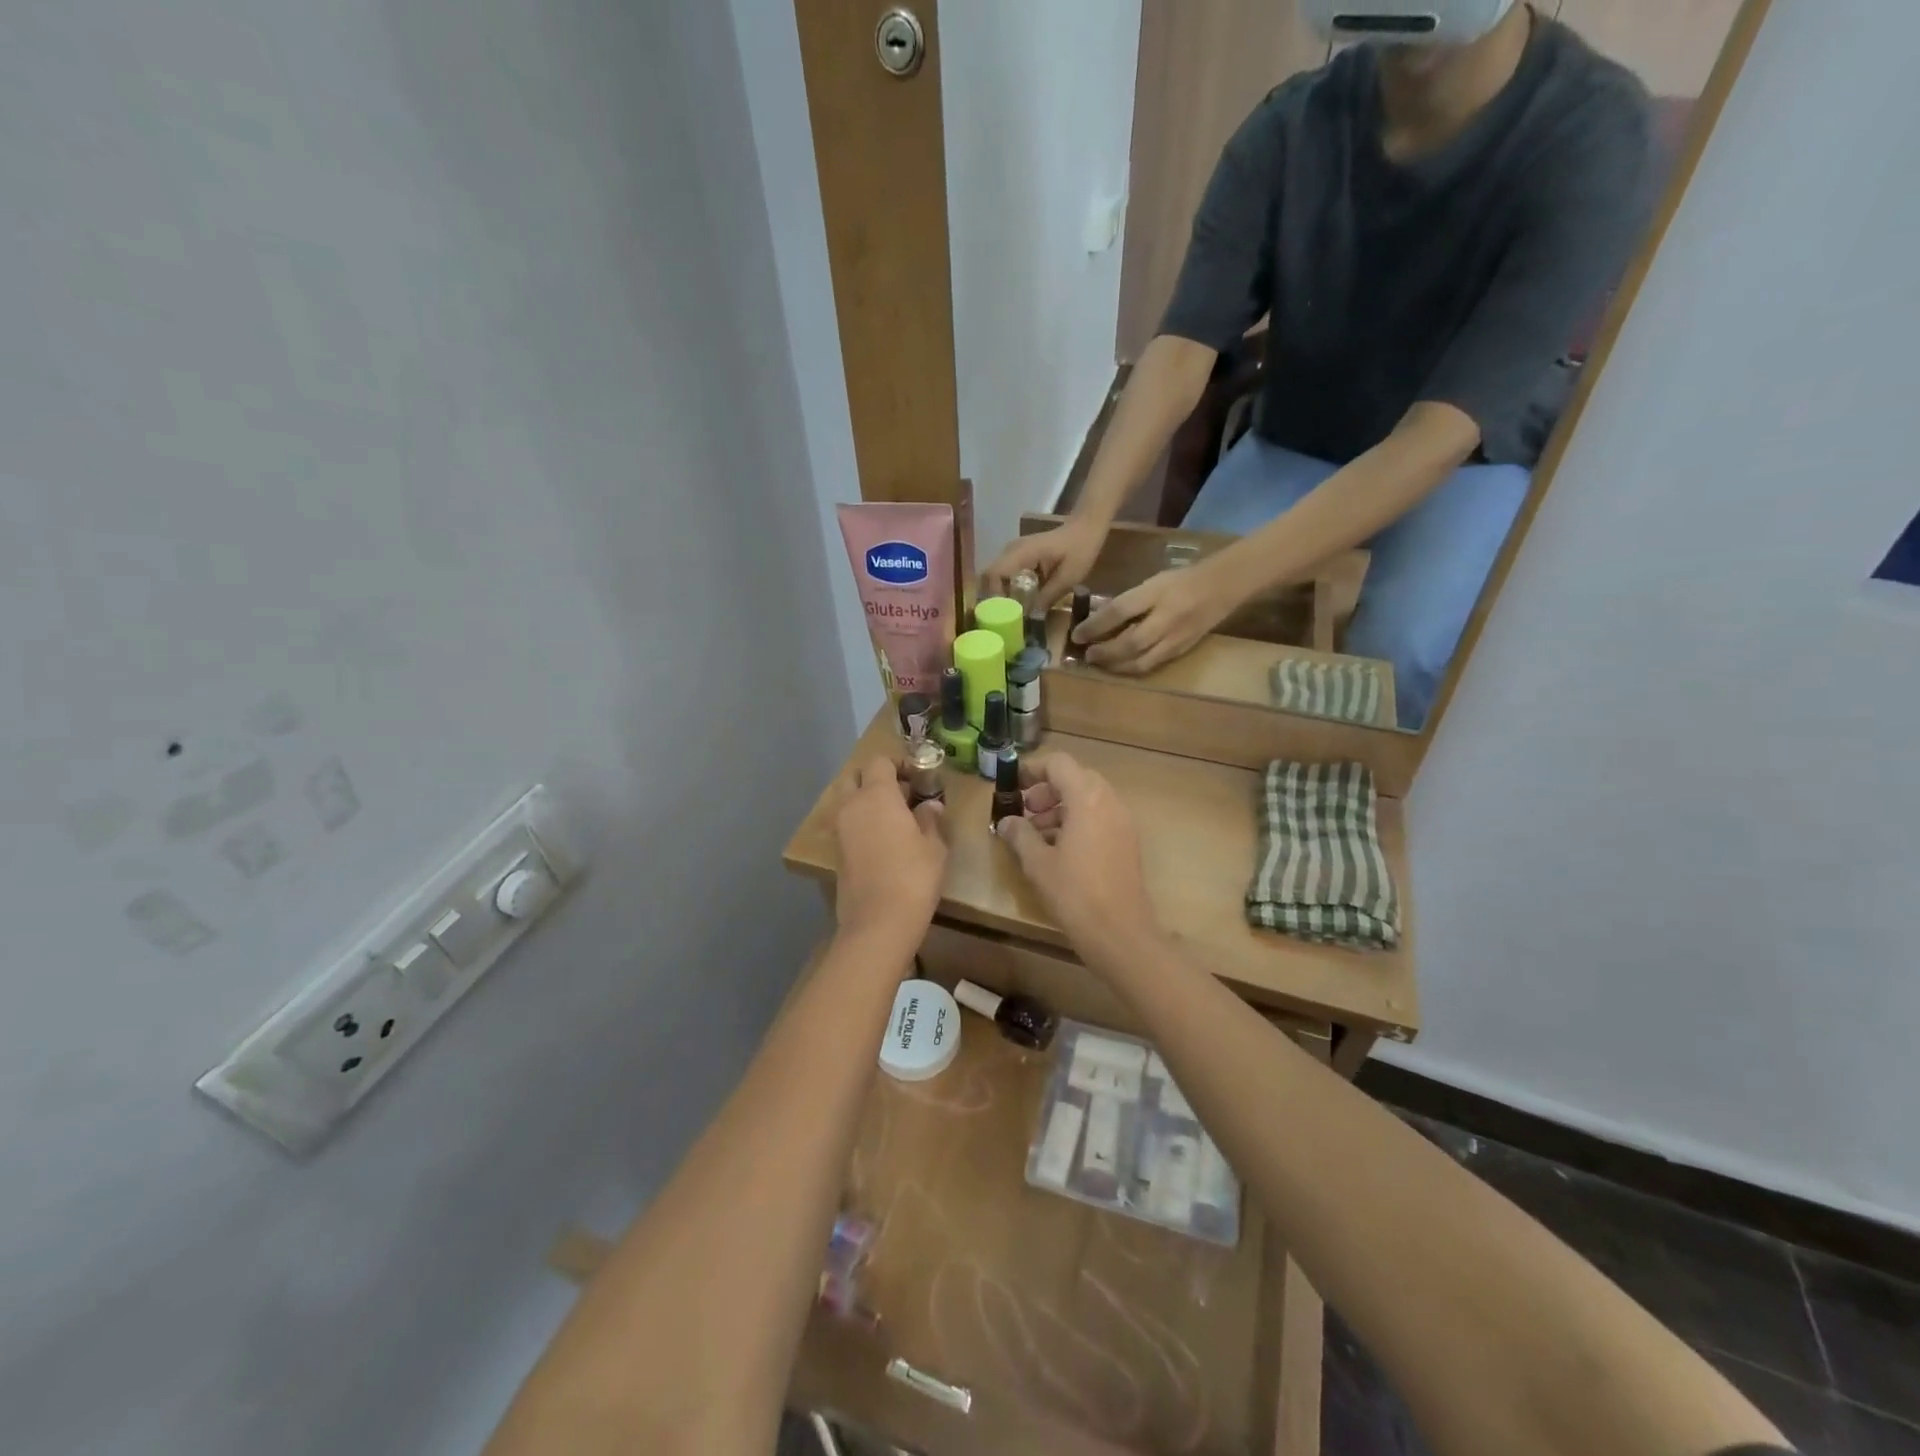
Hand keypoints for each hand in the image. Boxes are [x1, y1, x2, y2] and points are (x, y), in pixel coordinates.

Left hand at [833, 756, 947, 941]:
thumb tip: (930, 806)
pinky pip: (847, 824)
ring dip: (866, 801)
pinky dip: (861, 822)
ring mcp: (839, 829)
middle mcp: (852, 805)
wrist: (878, 923)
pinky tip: (883, 840)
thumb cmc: (913, 877)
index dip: (898, 764)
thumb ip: (930, 819)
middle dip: (876, 779)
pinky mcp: (836, 852)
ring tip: (895, 819)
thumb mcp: (934, 847)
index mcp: (877, 795)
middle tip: (902, 794)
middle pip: (856, 776)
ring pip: (848, 800)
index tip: (918, 777)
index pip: (880, 762)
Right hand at [980, 517, 1104, 609]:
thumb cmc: (1080, 549)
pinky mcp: (1018, 557)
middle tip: (1004, 619)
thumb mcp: (1069, 577)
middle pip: (990, 576)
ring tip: (1010, 615)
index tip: (1002, 614)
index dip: (993, 595)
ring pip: (995, 577)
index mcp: (1022, 552)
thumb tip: (1031, 617)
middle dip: (994, 598)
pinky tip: (1019, 603)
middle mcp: (1011, 551)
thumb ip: (1048, 596)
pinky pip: (1005, 576)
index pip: (994, 573)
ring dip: (1000, 595)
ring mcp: (1013, 553)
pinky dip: (1008, 590)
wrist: (1086, 528)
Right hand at [996, 754, 1156, 950]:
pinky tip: (1058, 849)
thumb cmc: (1074, 893)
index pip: (1059, 763)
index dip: (1033, 769)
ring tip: (1037, 835)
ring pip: (1089, 798)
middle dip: (1047, 791)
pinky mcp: (1127, 841)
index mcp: (1087, 798)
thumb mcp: (1038, 863)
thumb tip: (1007, 822)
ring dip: (1061, 807)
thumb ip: (1020, 834)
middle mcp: (1109, 801)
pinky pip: (1100, 816)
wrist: (1120, 932)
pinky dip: (1078, 821)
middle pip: (1076, 778)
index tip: (1014, 786)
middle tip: (1025, 813)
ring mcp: (1123, 821)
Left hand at [1074, 564, 1234, 674]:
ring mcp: (1176, 638)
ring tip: (1099, 663)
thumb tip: (1098, 619)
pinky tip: (1120, 667)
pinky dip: (1132, 668)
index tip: (1077, 634)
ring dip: (1116, 665)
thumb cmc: (1181, 580)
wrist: (1223, 587)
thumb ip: (1128, 600)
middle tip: (1086, 654)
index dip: (1095, 625)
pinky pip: (1153, 665)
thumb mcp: (1153, 582)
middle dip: (1104, 652)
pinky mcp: (1182, 651)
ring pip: (1141, 660)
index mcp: (1157, 593)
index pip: (1120, 611)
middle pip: (1130, 642)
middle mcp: (1167, 618)